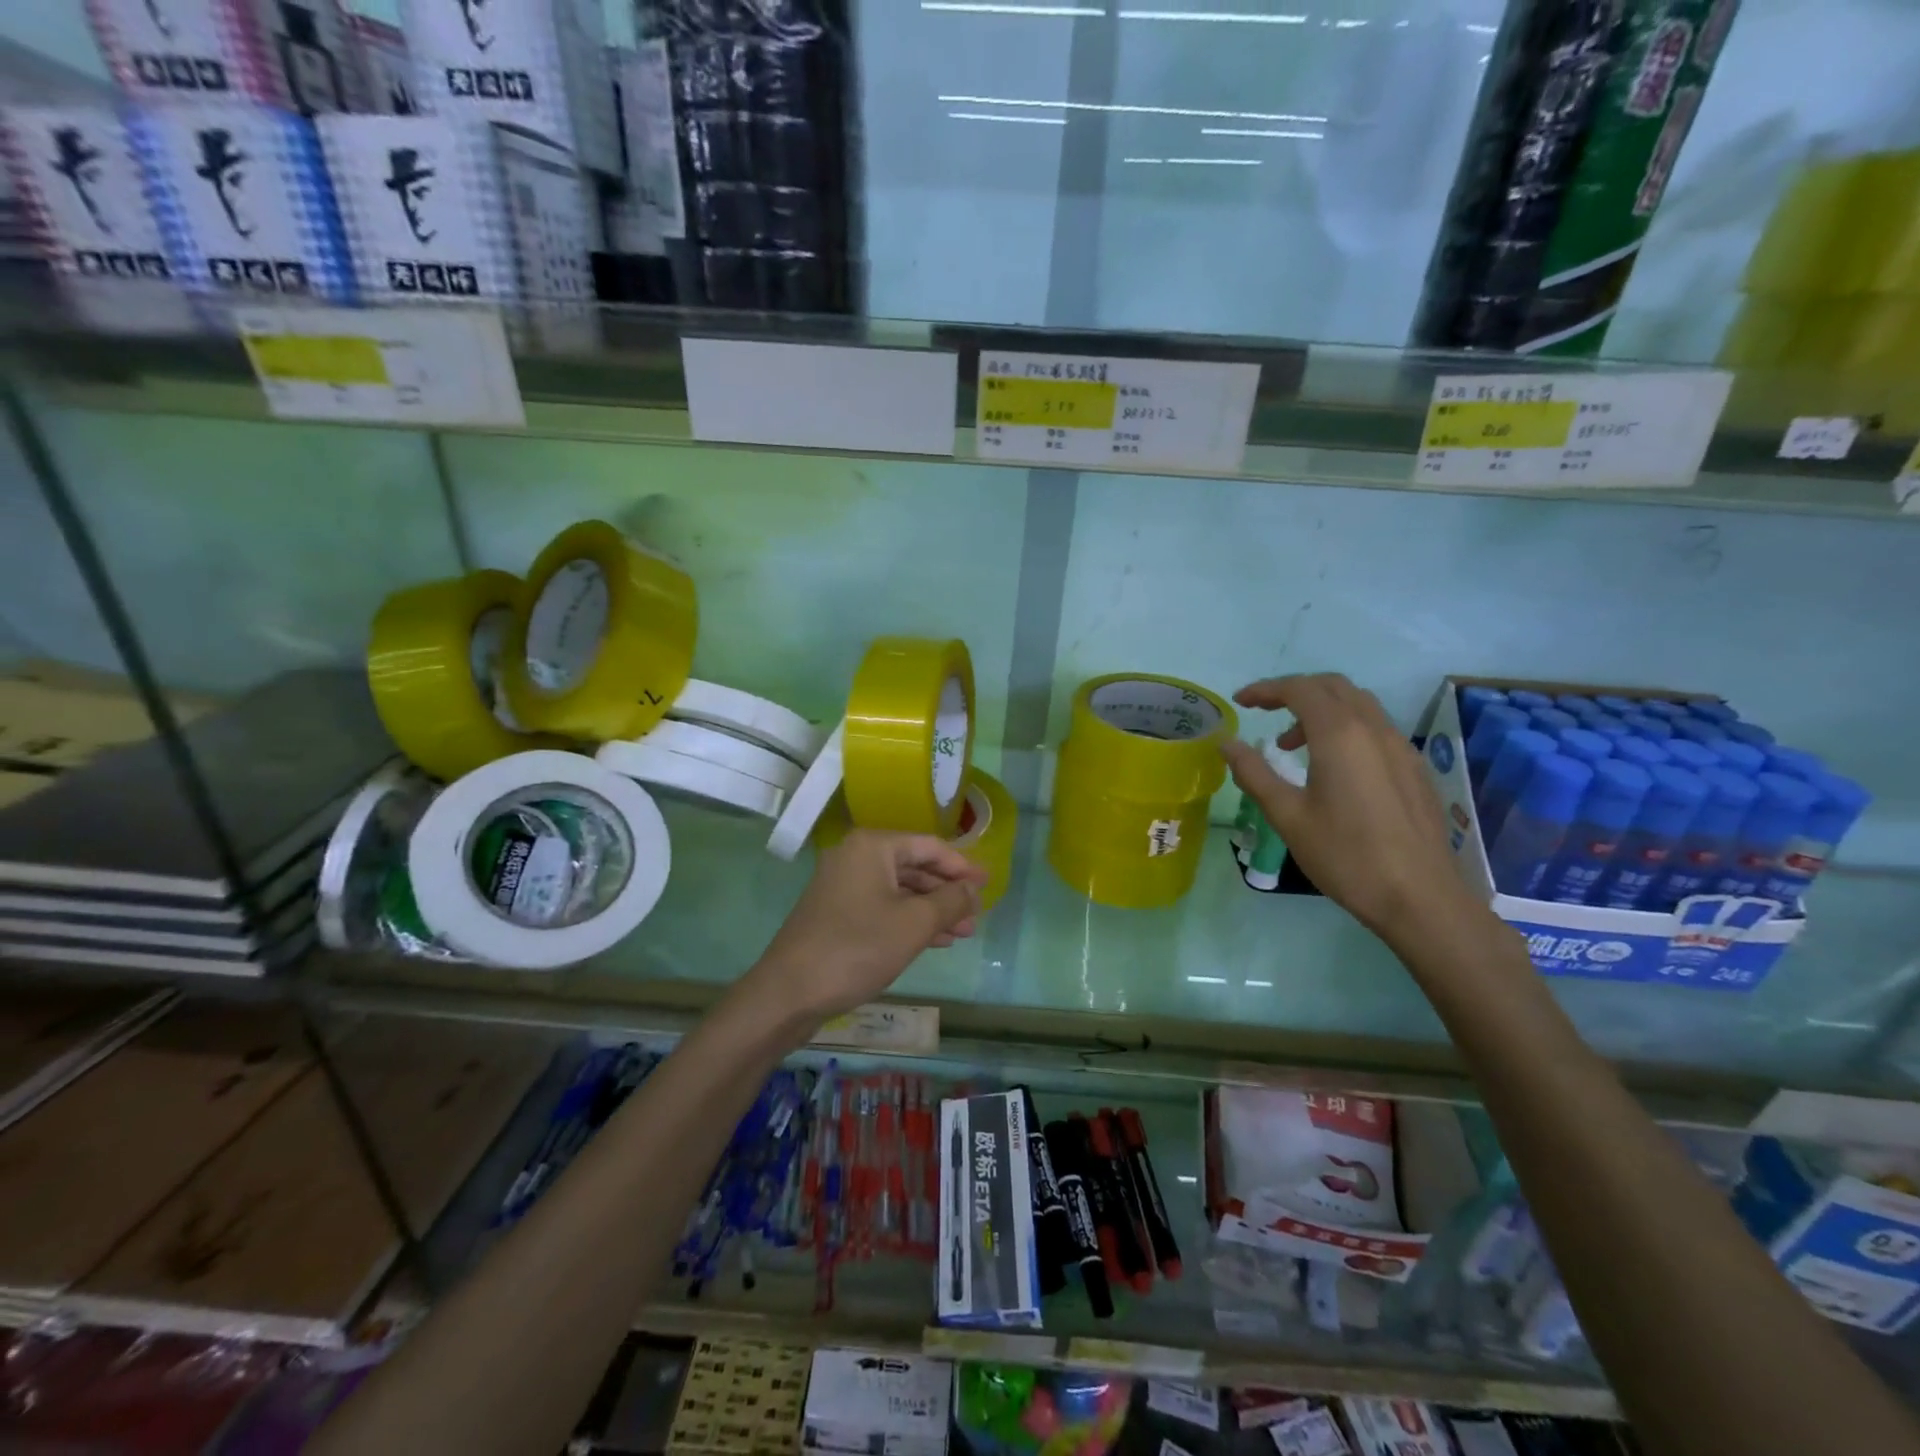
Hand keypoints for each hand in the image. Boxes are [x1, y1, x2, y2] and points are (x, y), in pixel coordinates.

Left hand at [750, 829, 987, 1023]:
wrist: (790, 992)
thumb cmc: (857, 948)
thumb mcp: (914, 924)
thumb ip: (951, 901)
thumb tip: (974, 889)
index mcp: (872, 846)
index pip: (930, 846)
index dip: (963, 866)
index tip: (990, 884)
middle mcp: (856, 856)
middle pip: (914, 866)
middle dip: (948, 891)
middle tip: (978, 913)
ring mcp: (843, 885)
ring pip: (900, 890)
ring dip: (933, 909)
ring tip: (964, 932)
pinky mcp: (836, 912)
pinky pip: (883, 906)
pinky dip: (909, 920)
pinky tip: (935, 940)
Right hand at [1220, 673, 1480, 949]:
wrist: (1420, 897)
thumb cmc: (1345, 855)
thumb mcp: (1287, 816)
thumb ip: (1254, 773)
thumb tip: (1227, 744)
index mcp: (1340, 735)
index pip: (1299, 689)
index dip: (1265, 689)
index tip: (1240, 702)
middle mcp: (1374, 729)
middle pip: (1332, 687)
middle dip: (1294, 691)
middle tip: (1264, 712)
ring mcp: (1401, 747)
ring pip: (1358, 705)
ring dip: (1321, 709)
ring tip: (1291, 745)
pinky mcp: (1414, 768)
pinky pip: (1376, 728)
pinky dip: (1345, 728)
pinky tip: (1332, 768)